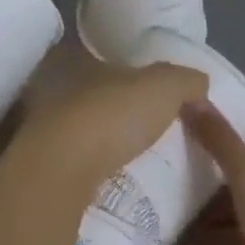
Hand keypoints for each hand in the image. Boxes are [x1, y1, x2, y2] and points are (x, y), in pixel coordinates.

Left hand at [12, 61, 209, 196]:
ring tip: (138, 162)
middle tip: (150, 134)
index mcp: (79, 60)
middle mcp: (56, 87)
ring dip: (104, 143)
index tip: (153, 99)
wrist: (63, 169)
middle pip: (94, 96)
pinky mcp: (44, 166)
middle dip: (117, 112)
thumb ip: (184, 80)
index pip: (106, 62)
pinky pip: (75, 163)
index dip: (130, 76)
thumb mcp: (162, 87)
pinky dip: (94, 170)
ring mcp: (44, 128)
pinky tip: (115, 183)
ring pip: (81, 130)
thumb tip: (200, 82)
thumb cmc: (112, 114)